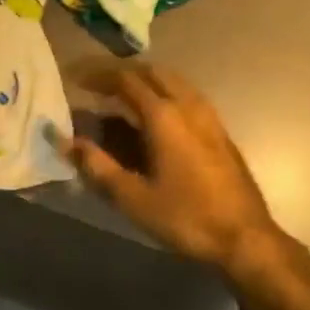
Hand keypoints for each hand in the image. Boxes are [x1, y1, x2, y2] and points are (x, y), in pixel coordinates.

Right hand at [60, 64, 282, 271]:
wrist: (244, 237)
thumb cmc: (186, 217)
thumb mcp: (133, 198)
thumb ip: (97, 166)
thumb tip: (65, 142)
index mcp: (164, 115)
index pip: (126, 80)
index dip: (97, 76)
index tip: (75, 79)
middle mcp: (187, 105)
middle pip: (151, 72)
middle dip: (122, 73)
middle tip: (96, 85)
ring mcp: (208, 115)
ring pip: (172, 81)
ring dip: (144, 81)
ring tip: (121, 98)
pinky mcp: (219, 130)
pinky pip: (186, 96)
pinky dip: (163, 94)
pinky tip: (154, 117)